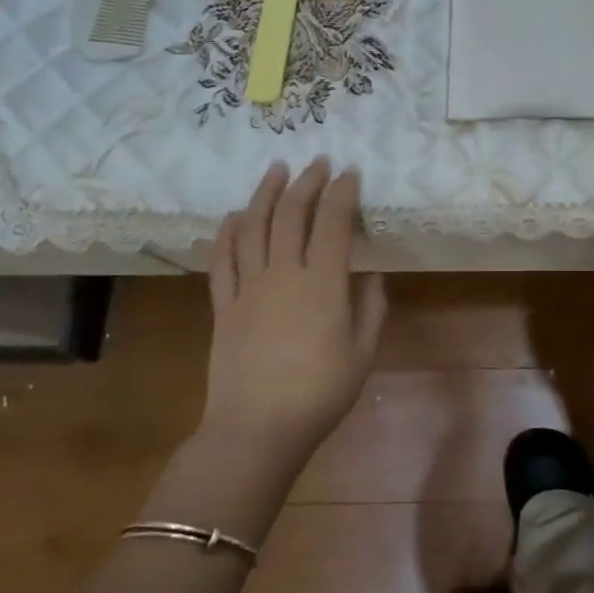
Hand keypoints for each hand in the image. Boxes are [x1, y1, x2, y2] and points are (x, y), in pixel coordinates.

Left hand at [198, 160, 386, 460]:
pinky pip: (222, 259)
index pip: (333, 223)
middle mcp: (284, 274)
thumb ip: (371, 308)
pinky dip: (228, 231)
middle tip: (318, 162)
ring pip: (254, 226)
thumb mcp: (363, 353)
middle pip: (292, 214)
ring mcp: (249, 287)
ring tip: (276, 169)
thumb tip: (371, 275)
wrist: (256, 430)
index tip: (351, 172)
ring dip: (266, 193)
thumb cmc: (319, 394)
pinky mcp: (223, 305)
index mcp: (323, 284)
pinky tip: (236, 214)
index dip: (343, 192)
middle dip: (307, 182)